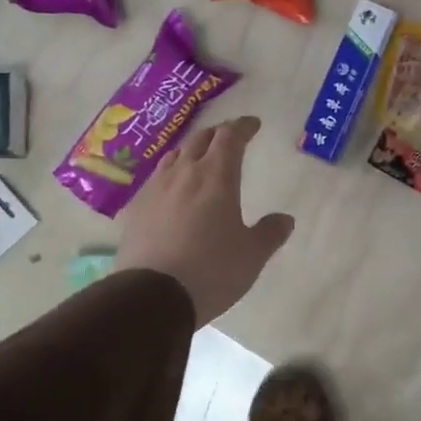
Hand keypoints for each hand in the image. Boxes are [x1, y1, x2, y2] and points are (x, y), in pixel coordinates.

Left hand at [113, 116, 293, 325]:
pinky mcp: (135, 210)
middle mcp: (184, 174)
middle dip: (217, 134)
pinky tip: (171, 192)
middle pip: (200, 140)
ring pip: (174, 157)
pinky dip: (170, 176)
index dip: (242, 127)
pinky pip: (155, 181)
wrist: (152, 296)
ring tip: (198, 159)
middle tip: (229, 138)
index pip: (230, 137)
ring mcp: (155, 190)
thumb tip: (285, 219)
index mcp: (217, 177)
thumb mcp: (252, 256)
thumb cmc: (211, 270)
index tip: (252, 125)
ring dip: (190, 151)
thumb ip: (270, 233)